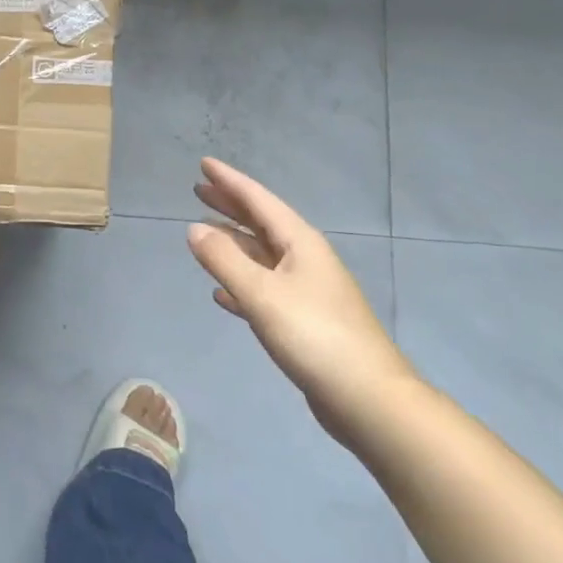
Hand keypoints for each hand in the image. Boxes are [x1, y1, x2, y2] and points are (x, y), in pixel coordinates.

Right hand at [186, 158, 416, 448]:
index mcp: (300, 243)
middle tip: (198, 189)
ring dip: (233, 243)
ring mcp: (307, 290)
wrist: (369, 400)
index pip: (259, 200)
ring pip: (262, 255)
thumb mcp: (262, 294)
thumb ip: (225, 260)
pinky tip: (221, 293)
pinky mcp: (304, 321)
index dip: (230, 181)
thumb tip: (194, 228)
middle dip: (230, 205)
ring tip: (203, 234)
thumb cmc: (314, 336)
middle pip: (261, 223)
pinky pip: (264, 288)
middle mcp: (305, 259)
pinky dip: (241, 283)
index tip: (204, 163)